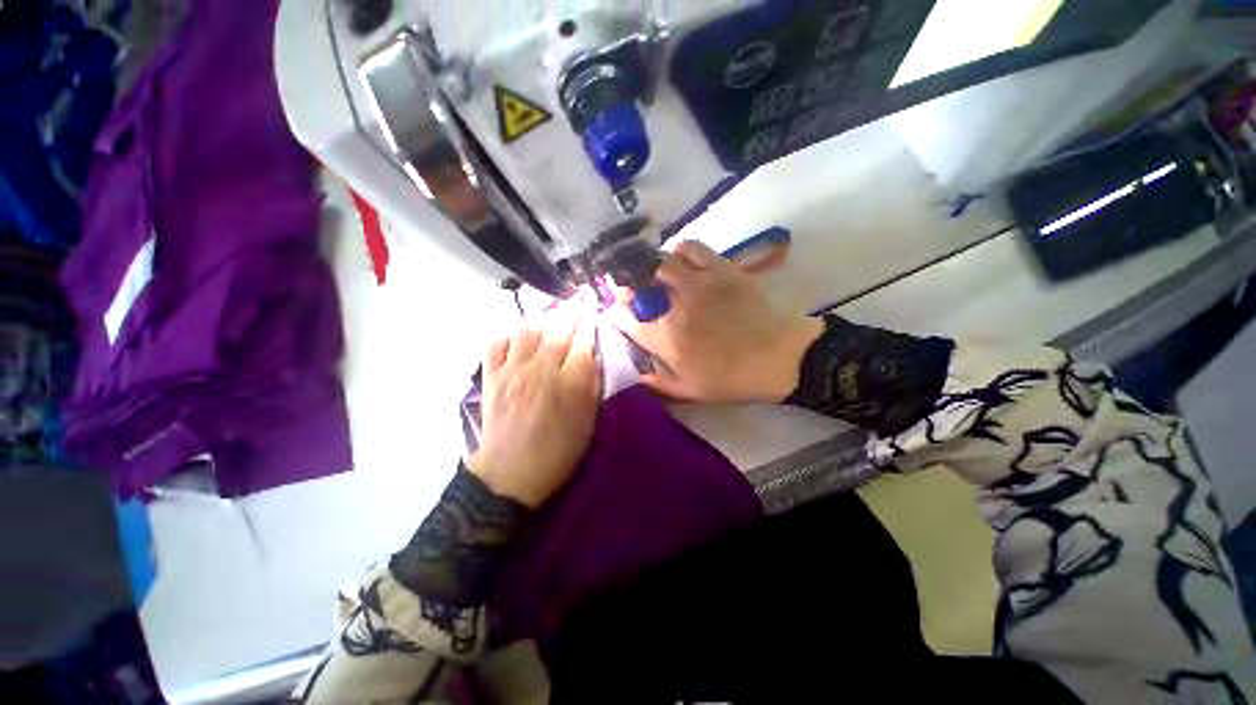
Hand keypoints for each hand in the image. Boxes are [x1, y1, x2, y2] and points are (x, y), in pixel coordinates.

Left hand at [467, 312, 601, 507]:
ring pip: (527, 330)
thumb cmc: (557, 453)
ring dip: (540, 325)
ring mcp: (513, 371)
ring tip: (546, 327)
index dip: (588, 323)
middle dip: (569, 314)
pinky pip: (494, 344)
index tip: (591, 309)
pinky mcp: (491, 377)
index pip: (583, 342)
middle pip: (558, 330)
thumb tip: (594, 358)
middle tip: (574, 305)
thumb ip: (592, 388)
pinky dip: (506, 338)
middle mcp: (542, 369)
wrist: (510, 475)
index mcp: (570, 382)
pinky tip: (515, 344)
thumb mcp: (587, 424)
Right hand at [611, 240, 822, 403]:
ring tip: (657, 276)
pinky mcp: (720, 268)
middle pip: (637, 284)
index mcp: (665, 338)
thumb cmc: (731, 379)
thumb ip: (658, 383)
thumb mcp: (690, 391)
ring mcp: (698, 283)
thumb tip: (636, 371)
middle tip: (636, 292)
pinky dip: (679, 251)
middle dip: (629, 287)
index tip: (620, 315)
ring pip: (660, 261)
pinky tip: (680, 261)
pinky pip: (691, 247)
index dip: (617, 313)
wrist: (777, 358)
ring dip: (652, 268)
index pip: (625, 317)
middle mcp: (674, 306)